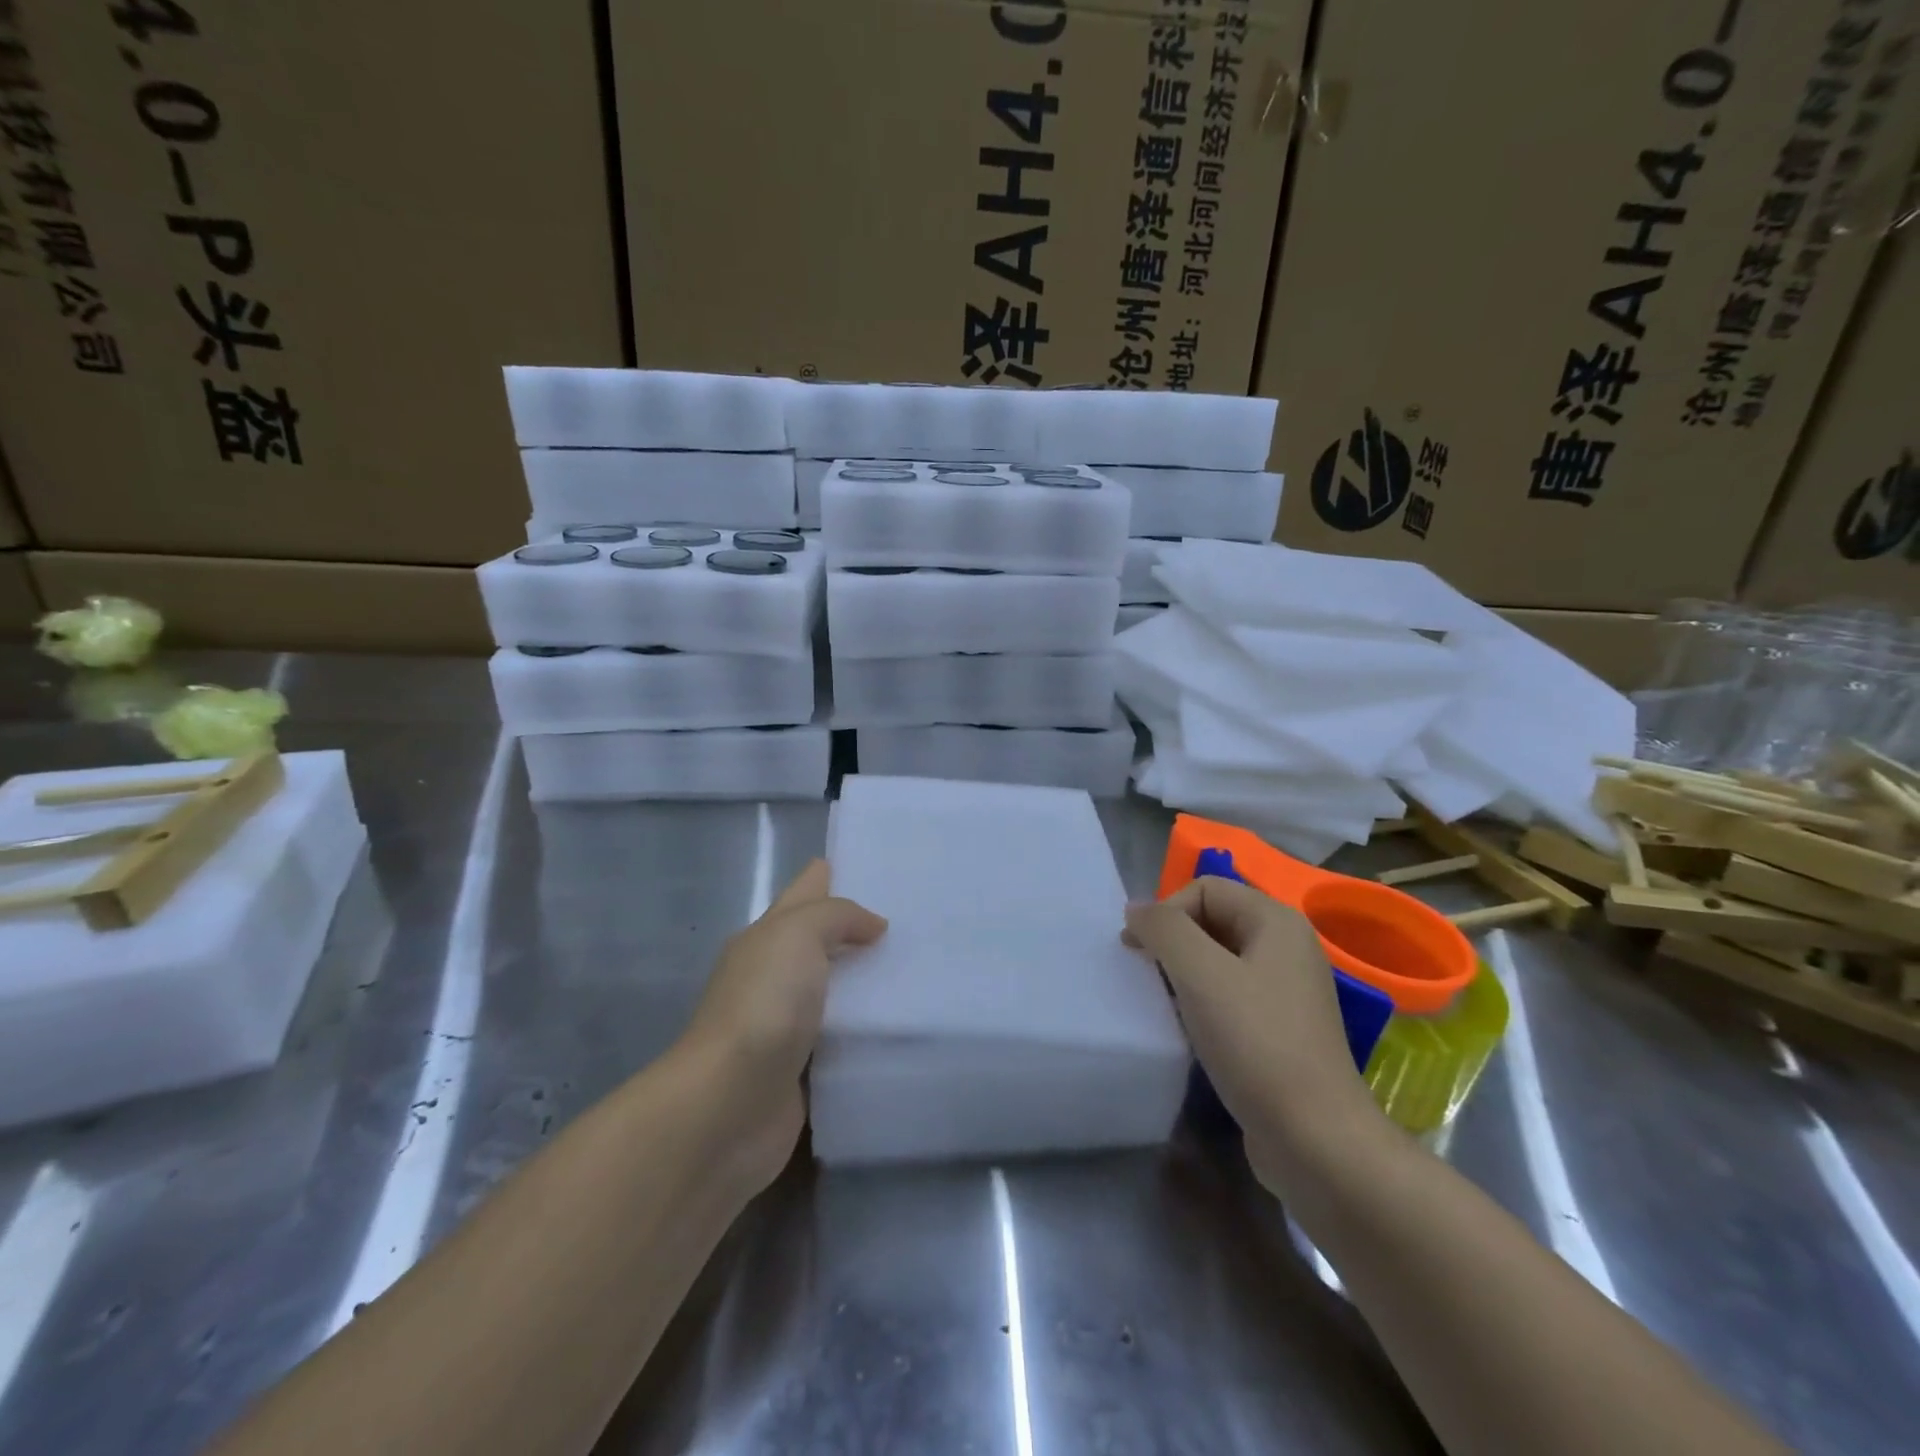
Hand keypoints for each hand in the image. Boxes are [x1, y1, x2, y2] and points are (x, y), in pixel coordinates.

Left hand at [680, 859, 886, 1189]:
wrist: (729, 1105)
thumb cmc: (763, 1005)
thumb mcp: (798, 934)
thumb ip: (838, 916)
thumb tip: (873, 926)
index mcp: (767, 937)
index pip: (805, 892)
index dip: (834, 875)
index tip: (881, 867)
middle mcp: (775, 975)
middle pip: (822, 941)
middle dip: (862, 930)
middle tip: (917, 922)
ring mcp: (787, 1025)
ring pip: (837, 990)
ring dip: (870, 983)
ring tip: (923, 971)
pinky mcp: (804, 1069)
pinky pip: (844, 1038)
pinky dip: (868, 1030)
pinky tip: (905, 1025)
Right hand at [1124, 877, 1388, 1191]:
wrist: (1315, 1139)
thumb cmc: (1256, 1043)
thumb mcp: (1200, 974)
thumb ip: (1163, 928)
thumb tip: (1136, 909)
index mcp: (1276, 921)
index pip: (1204, 888)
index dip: (1165, 911)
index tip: (1138, 951)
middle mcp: (1286, 947)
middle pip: (1211, 919)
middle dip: (1172, 940)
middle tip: (1146, 974)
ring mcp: (1286, 990)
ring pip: (1217, 959)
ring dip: (1183, 972)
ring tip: (1163, 1000)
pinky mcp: (1279, 1028)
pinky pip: (1229, 993)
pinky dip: (1201, 1001)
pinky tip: (1188, 1028)